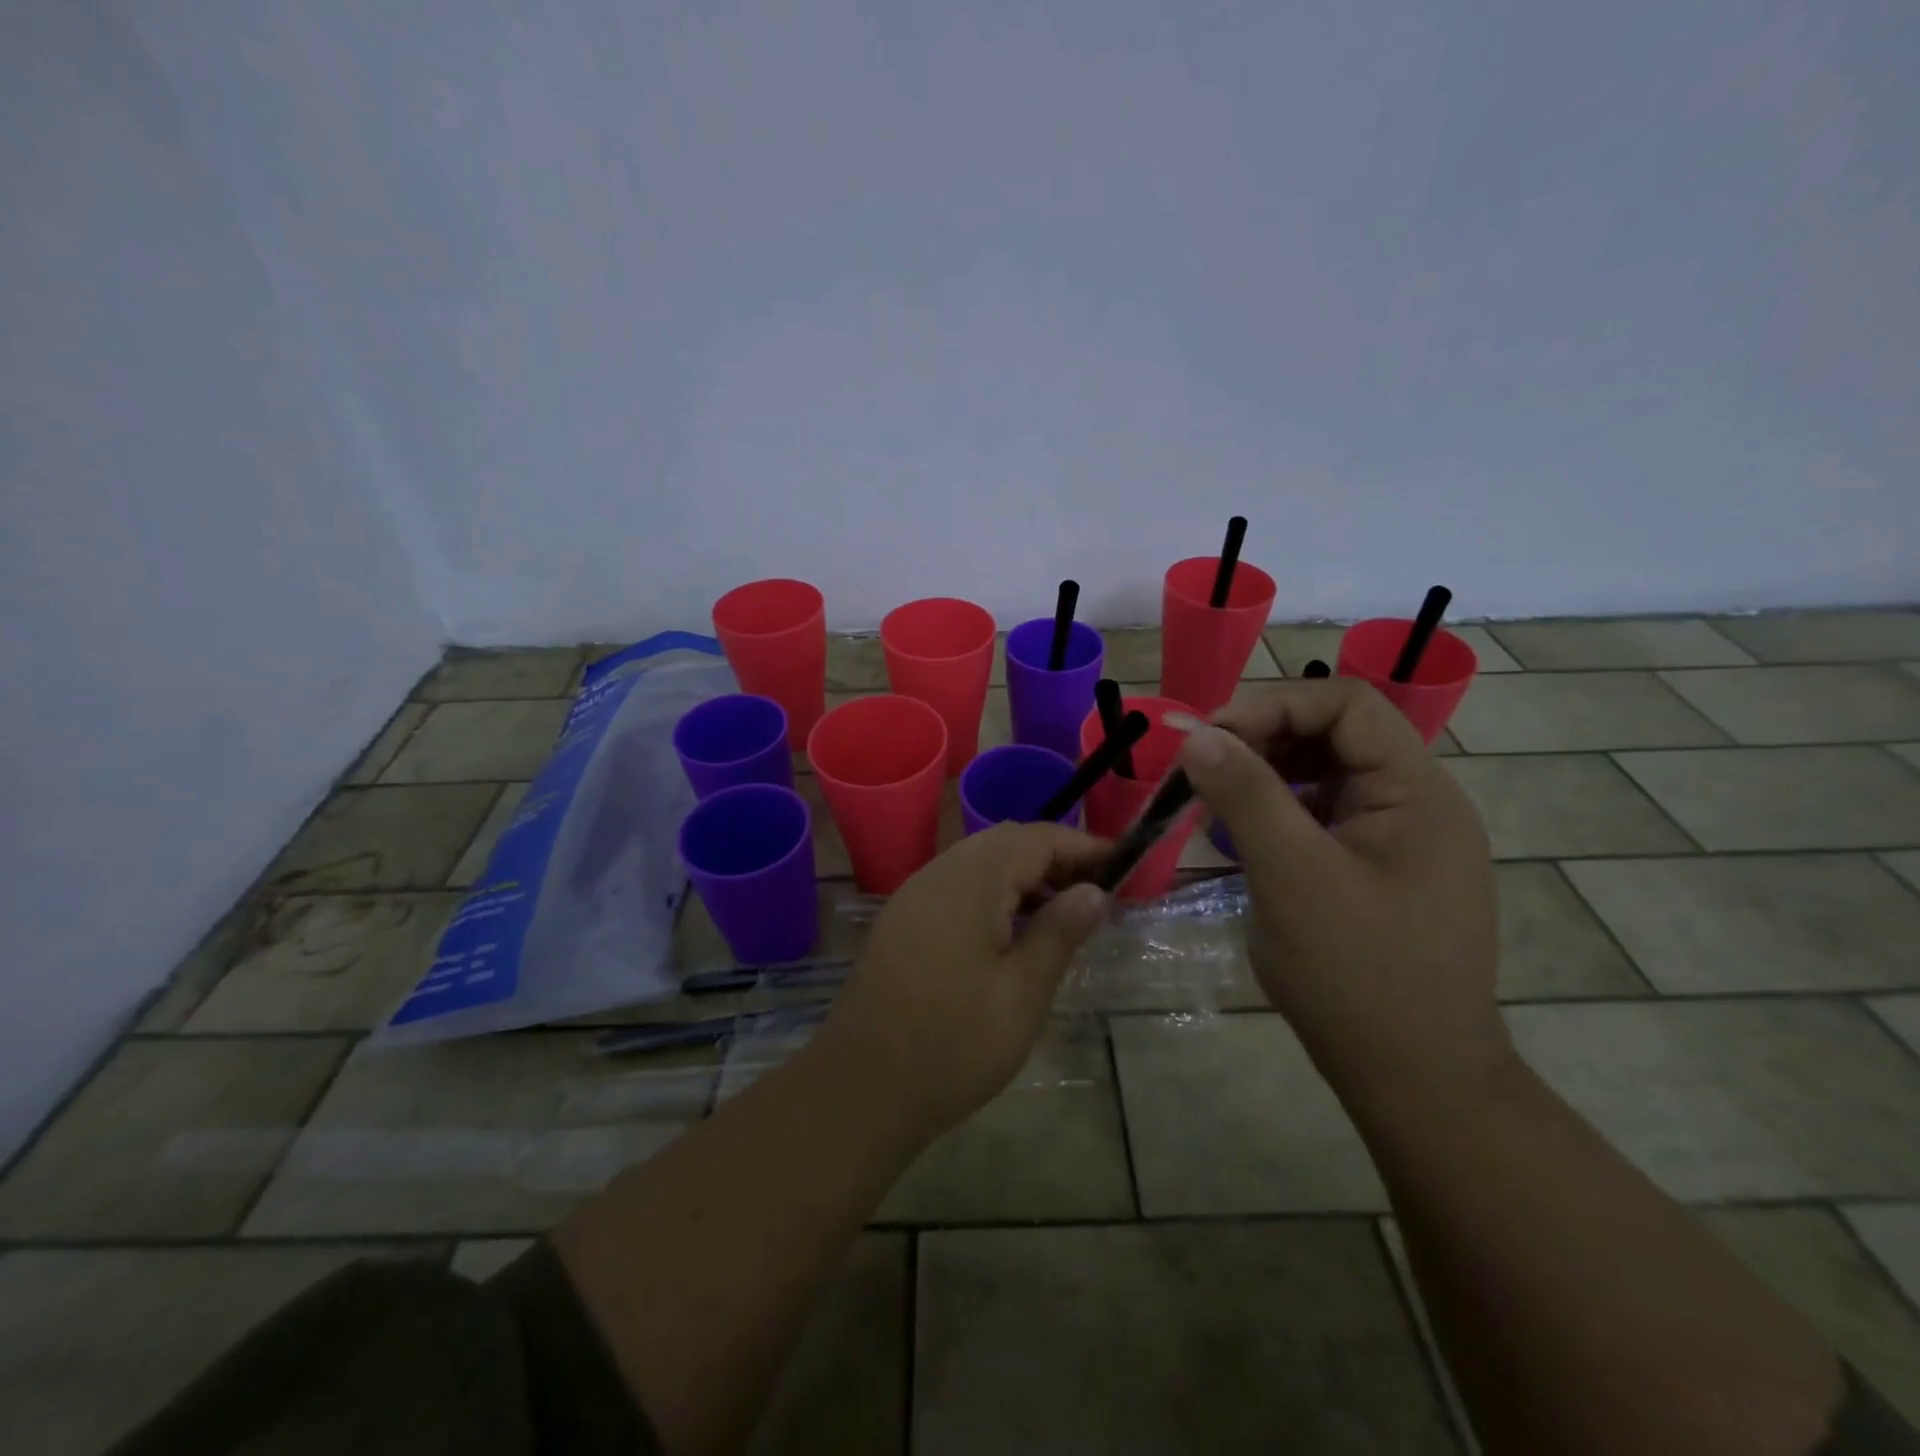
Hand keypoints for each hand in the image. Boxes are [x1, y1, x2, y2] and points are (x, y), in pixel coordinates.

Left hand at [813, 823, 1110, 1140]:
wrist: (860, 1088)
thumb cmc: (951, 1045)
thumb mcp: (1020, 994)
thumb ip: (1058, 934)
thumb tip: (1094, 891)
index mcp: (970, 882)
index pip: (1036, 838)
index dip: (1082, 846)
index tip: (1123, 866)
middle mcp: (938, 873)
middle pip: (1005, 842)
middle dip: (1054, 857)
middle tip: (1096, 893)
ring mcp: (914, 894)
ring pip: (979, 861)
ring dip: (1023, 875)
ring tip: (1061, 914)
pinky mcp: (902, 919)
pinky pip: (956, 885)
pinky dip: (992, 893)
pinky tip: (1011, 932)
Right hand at [1178, 679, 1506, 1109]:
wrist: (1414, 1080)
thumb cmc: (1357, 975)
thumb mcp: (1293, 877)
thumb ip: (1247, 796)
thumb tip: (1197, 736)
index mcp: (1417, 793)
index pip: (1347, 706)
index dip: (1273, 705)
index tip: (1208, 736)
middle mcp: (1417, 803)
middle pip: (1335, 736)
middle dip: (1263, 739)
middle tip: (1200, 766)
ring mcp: (1398, 839)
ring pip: (1325, 776)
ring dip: (1265, 775)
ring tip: (1212, 797)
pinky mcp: (1377, 870)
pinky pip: (1322, 816)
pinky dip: (1277, 812)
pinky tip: (1242, 834)